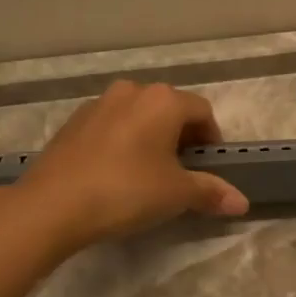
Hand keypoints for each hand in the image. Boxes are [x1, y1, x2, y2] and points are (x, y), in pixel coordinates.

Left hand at [12, 82, 248, 252]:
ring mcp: (98, 104)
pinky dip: (122, 143)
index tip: (208, 168)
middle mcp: (132, 91)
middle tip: (181, 173)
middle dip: (181, 137)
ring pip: (138, 116)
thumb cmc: (126, 191)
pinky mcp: (73, 123)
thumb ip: (211, 192)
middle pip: (169, 109)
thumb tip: (243, 203)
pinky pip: (111, 127)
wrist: (52, 204)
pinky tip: (115, 174)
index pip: (202, 112)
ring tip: (147, 173)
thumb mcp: (176, 194)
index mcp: (163, 100)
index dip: (211, 140)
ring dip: (150, 138)